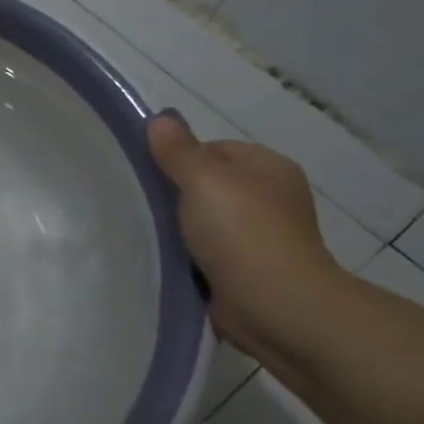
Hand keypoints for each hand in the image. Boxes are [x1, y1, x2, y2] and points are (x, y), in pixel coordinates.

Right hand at [146, 112, 341, 357]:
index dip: (182, 159)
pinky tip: (173, 263)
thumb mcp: (203, 180)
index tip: (156, 179)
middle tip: (149, 208)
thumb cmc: (242, 232)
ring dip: (182, 230)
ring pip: (208, 221)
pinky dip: (191, 257)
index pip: (215, 149)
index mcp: (270, 168)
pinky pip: (210, 253)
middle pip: (210, 186)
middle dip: (179, 196)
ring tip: (155, 237)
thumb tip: (160, 118)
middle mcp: (271, 198)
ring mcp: (262, 236)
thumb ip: (179, 151)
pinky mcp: (249, 270)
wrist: (274, 304)